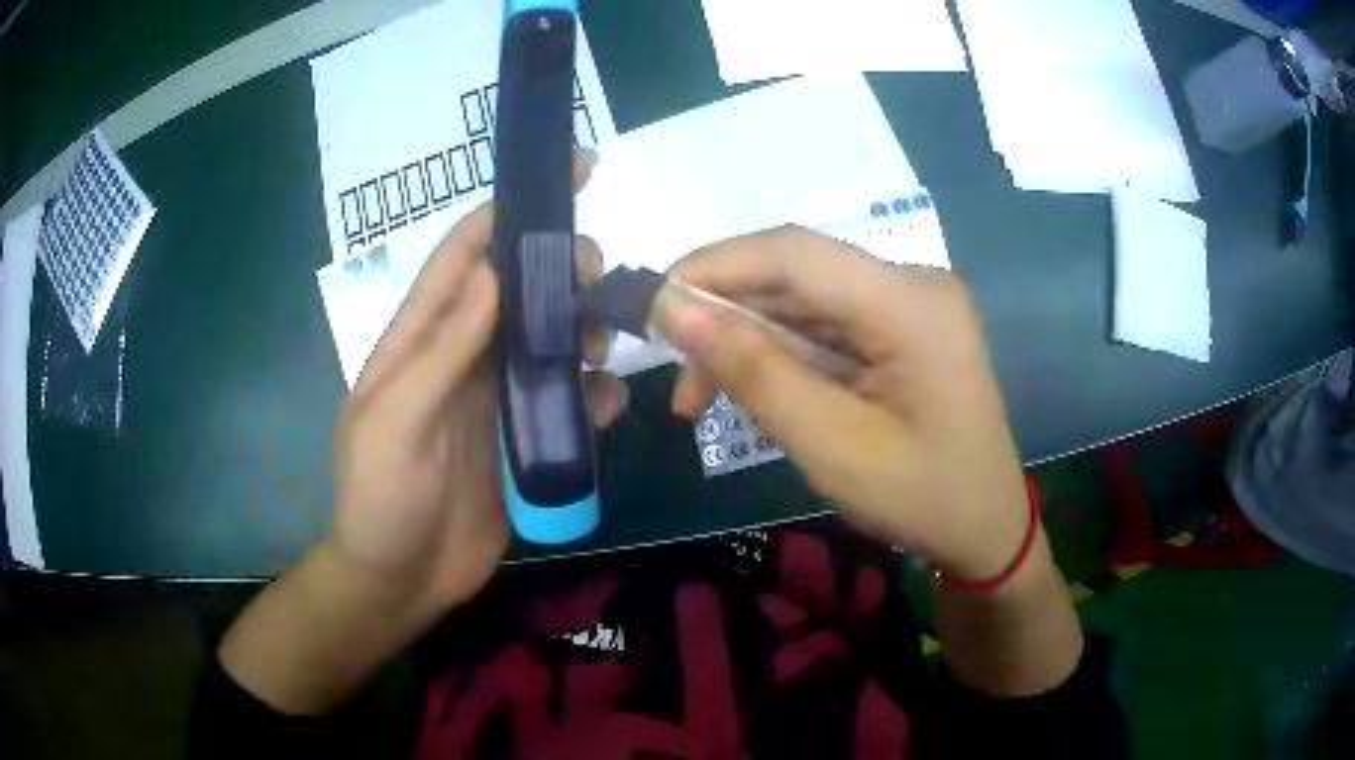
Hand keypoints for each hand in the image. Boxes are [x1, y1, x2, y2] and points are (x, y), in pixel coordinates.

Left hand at [221, 154, 626, 715]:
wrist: (401, 582)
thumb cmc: (380, 500)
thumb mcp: (397, 422)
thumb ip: (442, 350)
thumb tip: (495, 273)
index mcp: (419, 340)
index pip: (465, 256)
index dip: (509, 209)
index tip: (568, 172)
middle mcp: (461, 357)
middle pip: (519, 291)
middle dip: (560, 270)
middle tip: (598, 277)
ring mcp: (495, 399)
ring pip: (551, 340)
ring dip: (582, 330)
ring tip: (603, 346)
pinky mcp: (524, 440)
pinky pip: (569, 402)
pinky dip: (594, 395)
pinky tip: (607, 407)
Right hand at [657, 227, 1028, 581]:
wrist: (987, 531)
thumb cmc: (921, 499)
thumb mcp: (830, 445)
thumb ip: (753, 371)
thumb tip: (674, 309)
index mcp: (910, 304)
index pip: (794, 253)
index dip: (714, 267)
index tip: (653, 307)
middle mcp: (913, 285)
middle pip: (797, 275)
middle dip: (727, 318)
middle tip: (680, 380)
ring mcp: (912, 305)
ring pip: (806, 301)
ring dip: (750, 342)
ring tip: (704, 398)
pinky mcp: (905, 328)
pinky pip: (829, 324)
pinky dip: (784, 354)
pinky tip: (757, 391)